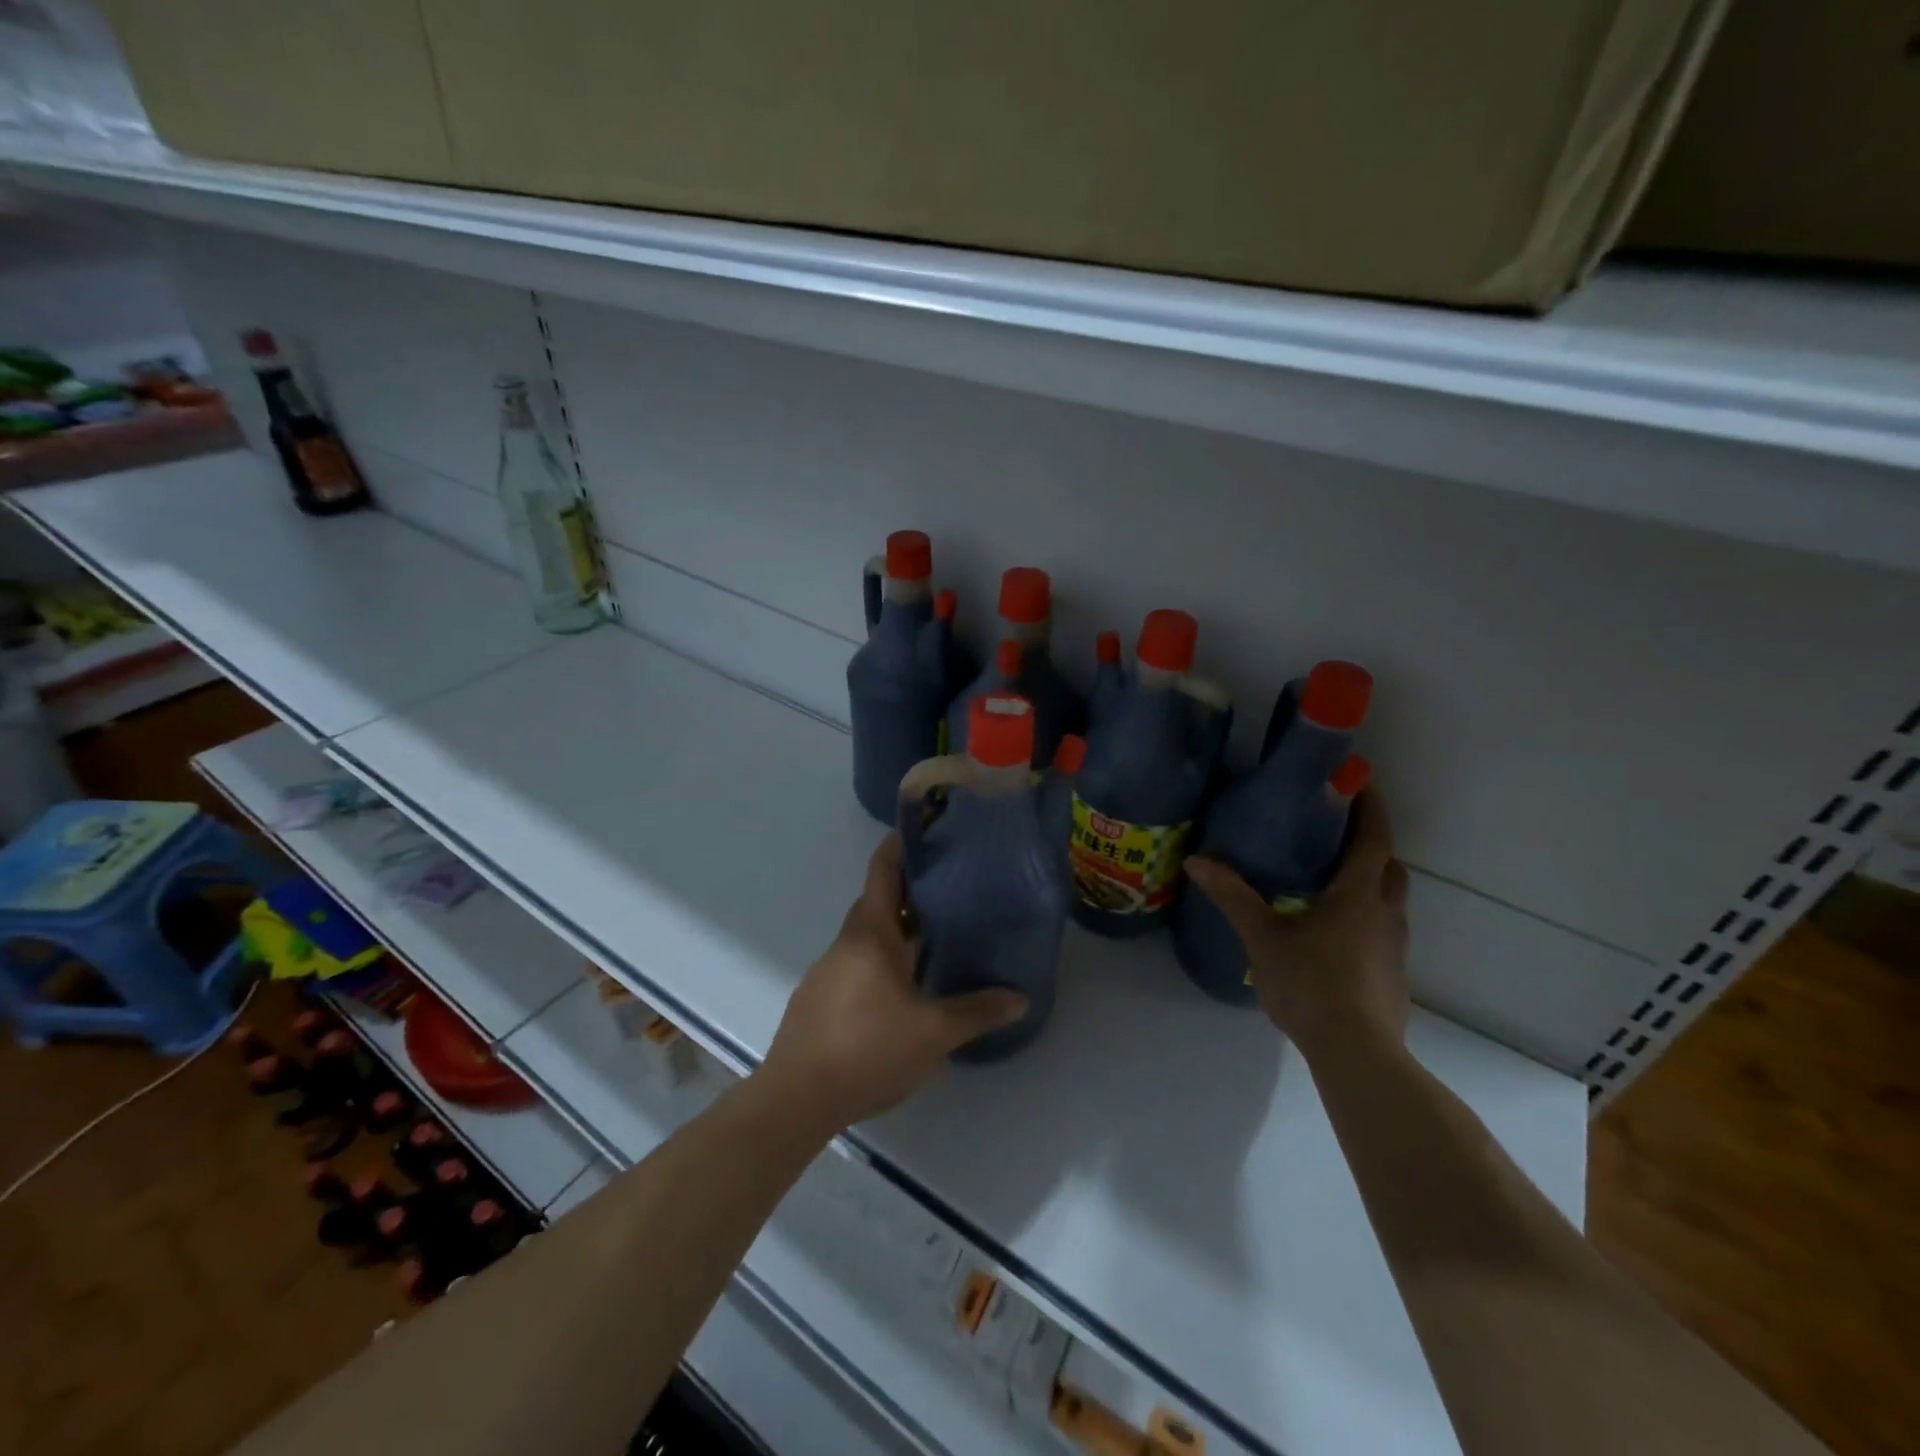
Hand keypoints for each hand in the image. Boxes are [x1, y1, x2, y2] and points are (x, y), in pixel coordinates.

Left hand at [758, 834, 1027, 1132]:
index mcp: (870, 933)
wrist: (797, 1098)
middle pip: (876, 900)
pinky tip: (902, 986)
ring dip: (895, 928)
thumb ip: (977, 1011)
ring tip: (934, 934)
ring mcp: (828, 969)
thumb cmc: (867, 1049)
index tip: (926, 831)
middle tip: (949, 887)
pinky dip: (880, 958)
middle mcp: (846, 941)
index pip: (882, 870)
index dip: (900, 844)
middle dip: (908, 890)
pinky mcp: (819, 998)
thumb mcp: (933, 1033)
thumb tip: (1021, 997)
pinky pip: (856, 961)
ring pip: (866, 934)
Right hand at [1185, 789, 1409, 1062]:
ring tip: (1333, 883)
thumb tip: (1197, 860)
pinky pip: (1384, 932)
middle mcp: (1386, 914)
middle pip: (1390, 868)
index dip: (1370, 807)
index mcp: (1358, 895)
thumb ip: (1232, 896)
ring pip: (1391, 902)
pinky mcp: (1394, 976)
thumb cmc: (1310, 983)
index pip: (1373, 839)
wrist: (1356, 1053)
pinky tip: (1335, 937)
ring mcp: (1394, 948)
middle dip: (1372, 846)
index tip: (1362, 781)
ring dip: (1371, 883)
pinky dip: (1367, 919)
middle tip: (1339, 835)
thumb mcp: (1262, 936)